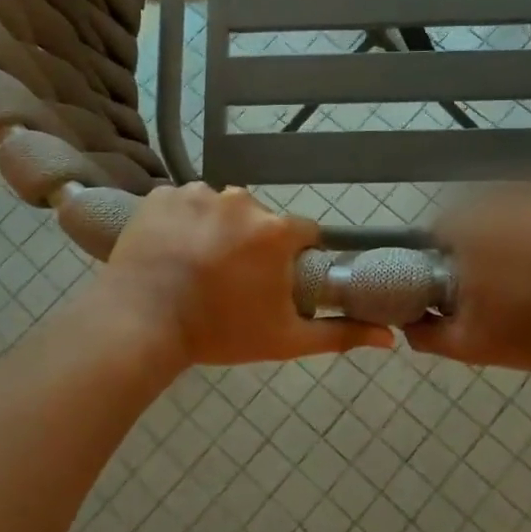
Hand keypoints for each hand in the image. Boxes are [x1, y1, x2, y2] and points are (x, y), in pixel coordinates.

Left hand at [98, 185, 395, 367]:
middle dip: (252, 244)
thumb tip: (390, 338)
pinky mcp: (161, 194)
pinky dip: (180, 222)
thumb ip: (340, 334)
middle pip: (259, 219)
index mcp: (275, 231)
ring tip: (194, 266)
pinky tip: (170, 251)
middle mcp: (240, 200)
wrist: (140, 324)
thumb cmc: (219, 332)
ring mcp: (196, 193)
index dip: (292, 257)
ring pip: (220, 209)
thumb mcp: (284, 339)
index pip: (301, 233)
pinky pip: (183, 203)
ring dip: (215, 230)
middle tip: (229, 281)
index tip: (274, 281)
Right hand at [406, 178, 530, 371]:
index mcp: (473, 226)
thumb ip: (427, 333)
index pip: (445, 229)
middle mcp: (510, 195)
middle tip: (515, 276)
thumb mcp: (473, 346)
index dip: (454, 254)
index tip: (471, 279)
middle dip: (494, 237)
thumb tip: (405, 321)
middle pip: (488, 211)